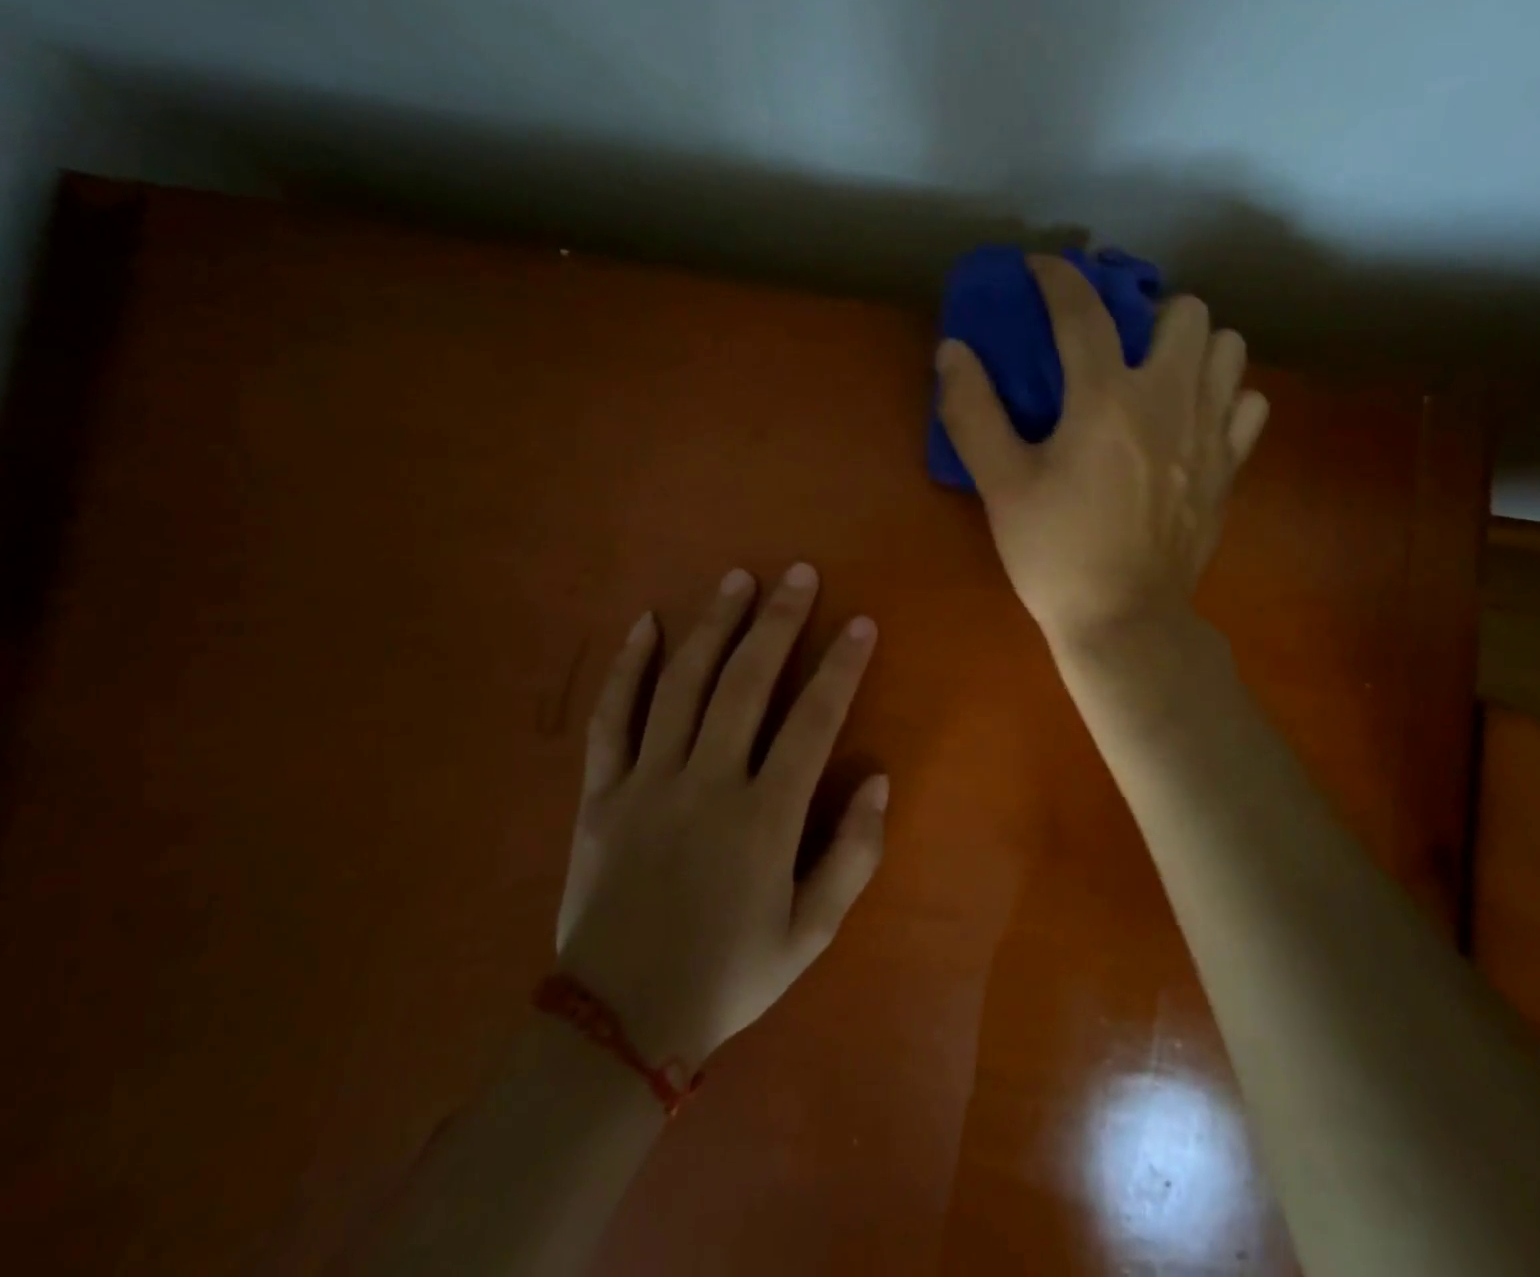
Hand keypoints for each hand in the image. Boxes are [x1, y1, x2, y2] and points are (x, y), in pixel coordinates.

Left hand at [553, 564, 887, 1068]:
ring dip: (712, 625)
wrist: (618, 1025)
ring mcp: (647, 783)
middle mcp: (706, 784)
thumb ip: (853, 854)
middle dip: (777, 622)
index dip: (841, 667)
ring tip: (736, 579)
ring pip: (681, 685)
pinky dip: (628, 667)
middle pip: (745, 683)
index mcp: (763, 818)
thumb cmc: (729, 975)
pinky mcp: (601, 794)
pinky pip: (612, 718)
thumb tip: (878, 778)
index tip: (860, 623)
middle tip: (798, 573)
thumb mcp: (811, 932)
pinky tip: (646, 623)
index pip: (812, 721)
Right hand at [935, 255, 1268, 649]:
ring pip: (1229, 349)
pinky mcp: (1229, 469)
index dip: (1058, 278)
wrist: (1124, 621)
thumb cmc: (1056, 554)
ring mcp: (1210, 434)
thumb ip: (973, 411)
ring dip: (1195, 347)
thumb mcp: (1001, 486)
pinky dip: (1226, 397)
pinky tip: (1194, 419)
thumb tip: (953, 350)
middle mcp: (1169, 400)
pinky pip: (1249, 405)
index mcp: (1106, 399)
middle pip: (1185, 312)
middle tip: (1117, 343)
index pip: (1083, 312)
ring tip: (1161, 374)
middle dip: (1148, 312)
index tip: (1039, 267)